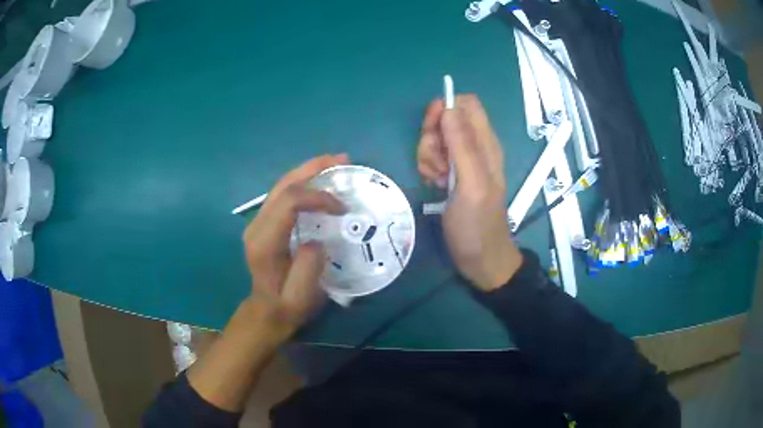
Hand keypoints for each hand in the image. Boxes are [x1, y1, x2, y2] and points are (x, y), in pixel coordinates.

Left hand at [243, 154, 348, 336]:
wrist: (266, 311)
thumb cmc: (287, 306)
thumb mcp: (301, 297)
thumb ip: (308, 269)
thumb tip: (317, 239)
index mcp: (264, 242)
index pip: (289, 203)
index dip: (317, 197)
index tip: (342, 208)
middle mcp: (257, 225)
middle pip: (283, 185)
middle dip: (313, 169)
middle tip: (341, 159)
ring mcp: (258, 221)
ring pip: (281, 185)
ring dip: (308, 171)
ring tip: (334, 162)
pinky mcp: (263, 222)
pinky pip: (283, 194)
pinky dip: (302, 182)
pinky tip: (319, 179)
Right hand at [417, 95, 521, 290]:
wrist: (479, 258)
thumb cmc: (477, 224)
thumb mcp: (472, 184)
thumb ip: (463, 146)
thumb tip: (449, 108)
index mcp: (486, 144)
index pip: (466, 104)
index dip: (446, 109)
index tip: (432, 129)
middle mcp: (475, 147)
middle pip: (447, 119)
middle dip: (432, 136)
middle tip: (435, 163)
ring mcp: (463, 161)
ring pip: (437, 138)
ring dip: (428, 154)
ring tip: (436, 178)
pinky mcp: (453, 174)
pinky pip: (434, 157)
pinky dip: (429, 166)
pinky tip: (434, 184)